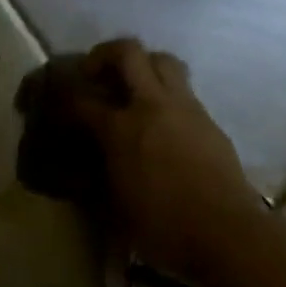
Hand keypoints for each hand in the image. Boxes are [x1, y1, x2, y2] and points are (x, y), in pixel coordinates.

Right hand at [68, 38, 270, 284]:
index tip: (57, 100)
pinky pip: (183, 88)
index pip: (82, 101)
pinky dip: (166, 92)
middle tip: (95, 72)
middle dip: (105, 53)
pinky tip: (162, 119)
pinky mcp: (208, 119)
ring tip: (133, 86)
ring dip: (143, 64)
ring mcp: (185, 107)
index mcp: (122, 129)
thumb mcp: (117, 208)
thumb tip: (93, 161)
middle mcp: (152, 106)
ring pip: (162, 60)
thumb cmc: (165, 229)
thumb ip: (101, 174)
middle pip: (128, 52)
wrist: (228, 234)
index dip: (64, 97)